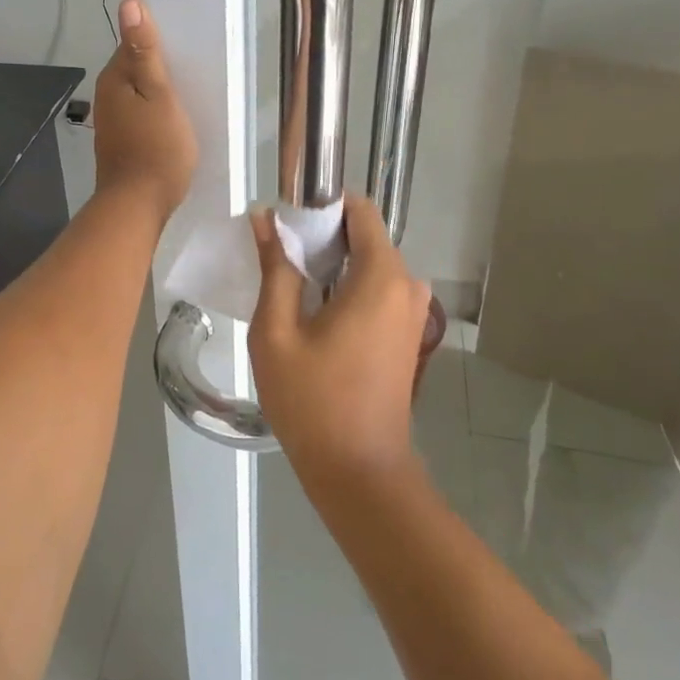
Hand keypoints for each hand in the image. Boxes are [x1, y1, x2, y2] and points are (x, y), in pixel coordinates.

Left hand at [93, 0, 196, 220]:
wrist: (138, 205)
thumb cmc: (156, 148)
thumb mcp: (159, 94)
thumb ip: (146, 51)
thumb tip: (129, 2)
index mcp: (115, 78)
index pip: (134, 42)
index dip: (159, 39)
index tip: (188, 40)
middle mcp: (107, 95)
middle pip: (135, 66)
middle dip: (160, 63)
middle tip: (196, 63)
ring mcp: (112, 120)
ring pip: (138, 91)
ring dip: (159, 88)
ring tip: (191, 88)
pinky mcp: (121, 140)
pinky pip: (140, 112)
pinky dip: (156, 109)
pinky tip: (174, 116)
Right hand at [249, 193, 436, 486]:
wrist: (360, 472)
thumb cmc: (313, 400)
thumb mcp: (276, 332)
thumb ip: (275, 268)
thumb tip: (265, 218)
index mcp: (381, 276)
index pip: (359, 210)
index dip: (321, 207)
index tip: (286, 224)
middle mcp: (408, 285)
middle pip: (363, 236)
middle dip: (321, 239)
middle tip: (278, 261)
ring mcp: (414, 312)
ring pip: (368, 264)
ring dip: (332, 266)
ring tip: (290, 290)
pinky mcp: (409, 334)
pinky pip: (377, 290)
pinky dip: (346, 289)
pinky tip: (314, 316)